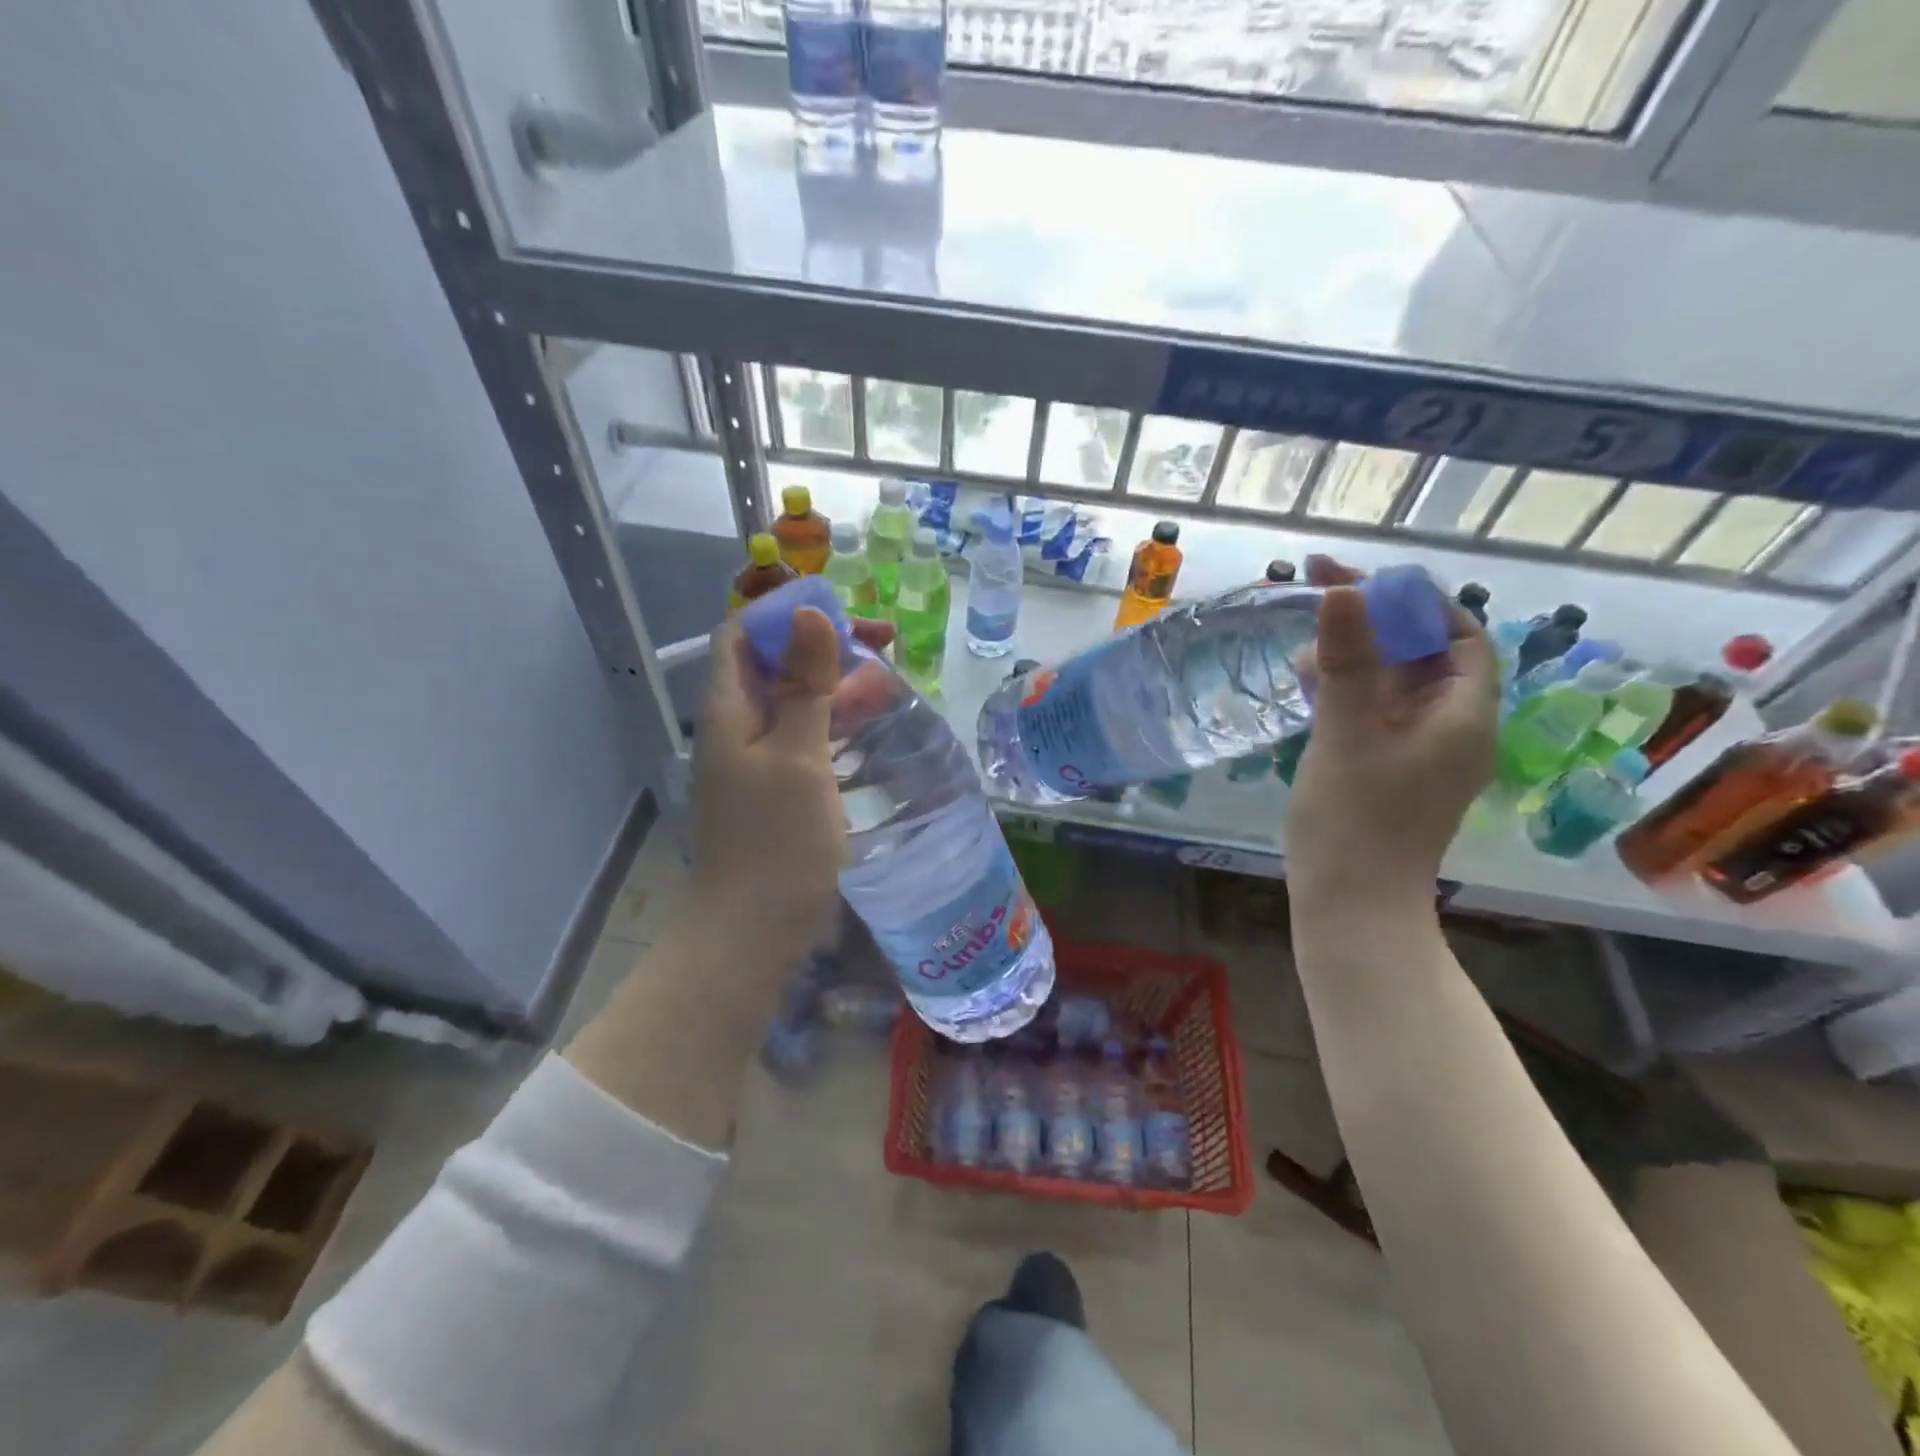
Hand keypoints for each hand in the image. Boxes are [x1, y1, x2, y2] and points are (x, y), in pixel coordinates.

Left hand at [687, 610, 894, 963]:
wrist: (751, 932)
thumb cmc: (776, 841)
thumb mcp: (798, 755)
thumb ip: (804, 685)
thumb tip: (809, 613)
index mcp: (729, 709)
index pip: (744, 633)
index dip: (787, 613)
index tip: (844, 614)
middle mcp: (737, 727)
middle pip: (775, 664)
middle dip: (825, 646)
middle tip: (886, 644)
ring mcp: (756, 760)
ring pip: (795, 702)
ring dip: (836, 685)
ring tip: (890, 682)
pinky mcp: (776, 789)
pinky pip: (804, 738)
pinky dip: (835, 724)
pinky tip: (870, 727)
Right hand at [1287, 565, 1498, 900]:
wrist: (1352, 907)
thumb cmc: (1354, 821)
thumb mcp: (1346, 734)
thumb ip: (1347, 661)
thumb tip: (1342, 591)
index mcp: (1464, 715)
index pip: (1458, 633)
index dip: (1412, 600)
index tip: (1355, 581)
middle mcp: (1454, 727)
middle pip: (1426, 654)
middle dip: (1376, 622)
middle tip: (1320, 598)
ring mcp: (1423, 751)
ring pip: (1397, 683)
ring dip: (1357, 655)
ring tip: (1302, 646)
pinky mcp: (1393, 769)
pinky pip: (1378, 712)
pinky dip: (1349, 690)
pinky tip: (1309, 685)